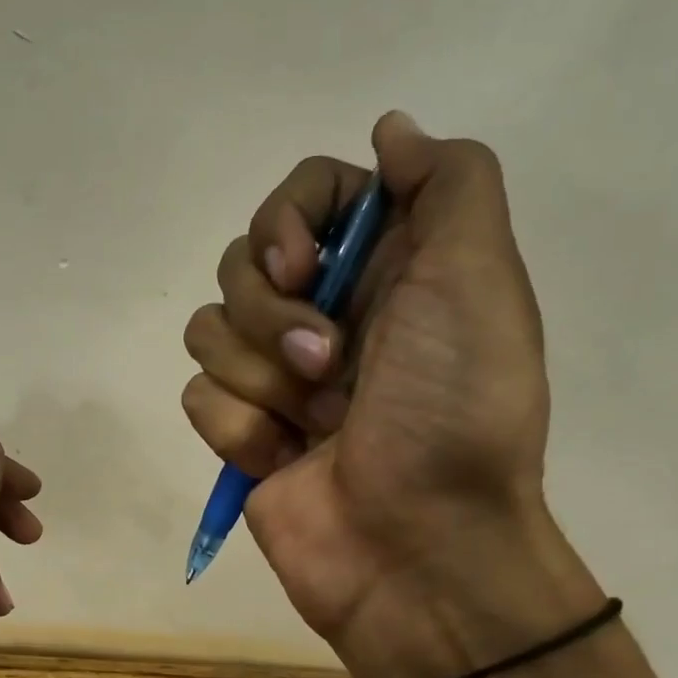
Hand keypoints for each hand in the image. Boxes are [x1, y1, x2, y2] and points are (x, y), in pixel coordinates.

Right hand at [182, 112, 577, 677]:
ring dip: (259, 377)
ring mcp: (276, 376)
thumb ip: (448, 184)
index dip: (288, 219)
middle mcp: (327, 311)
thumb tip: (389, 129)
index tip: (307, 268)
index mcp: (386, 267)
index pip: (306, 195)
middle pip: (241, 260)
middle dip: (274, 315)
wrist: (417, 548)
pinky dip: (240, 430)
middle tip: (329, 365)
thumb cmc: (454, 413)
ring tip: (312, 422)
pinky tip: (282, 460)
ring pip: (209, 327)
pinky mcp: (241, 430)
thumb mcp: (478, 281)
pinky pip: (199, 396)